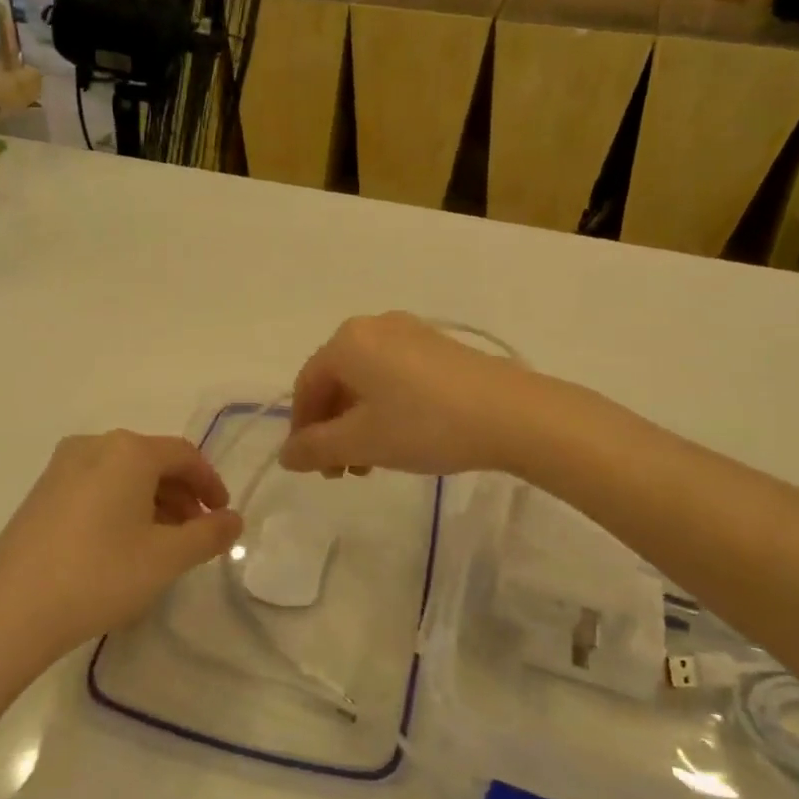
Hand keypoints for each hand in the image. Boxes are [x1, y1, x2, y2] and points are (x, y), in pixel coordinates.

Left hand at [0, 431, 243, 663]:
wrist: (9, 612)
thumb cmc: (100, 575)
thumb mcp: (166, 558)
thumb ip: (209, 534)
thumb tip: (233, 520)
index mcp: (128, 451)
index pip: (184, 455)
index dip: (210, 483)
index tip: (223, 516)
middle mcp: (93, 446)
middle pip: (152, 462)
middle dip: (181, 495)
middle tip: (197, 533)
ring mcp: (61, 468)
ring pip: (123, 475)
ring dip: (152, 502)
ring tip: (164, 543)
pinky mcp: (41, 493)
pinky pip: (96, 487)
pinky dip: (121, 507)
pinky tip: (123, 545)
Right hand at [278, 313, 528, 476]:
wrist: (513, 415)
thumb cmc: (425, 424)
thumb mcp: (362, 442)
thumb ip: (315, 449)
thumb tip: (285, 456)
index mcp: (348, 341)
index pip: (307, 385)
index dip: (301, 429)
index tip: (310, 468)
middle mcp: (374, 327)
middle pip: (336, 381)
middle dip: (332, 429)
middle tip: (342, 471)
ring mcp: (410, 333)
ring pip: (366, 382)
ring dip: (358, 423)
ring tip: (371, 464)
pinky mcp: (439, 348)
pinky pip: (394, 376)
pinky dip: (385, 408)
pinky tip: (400, 439)